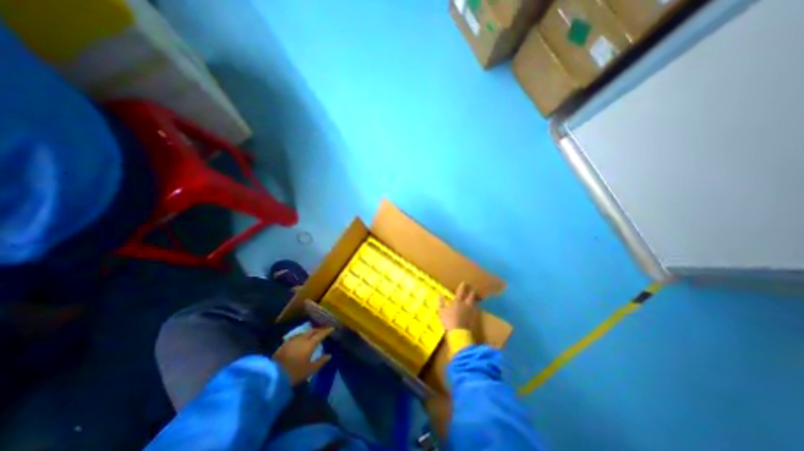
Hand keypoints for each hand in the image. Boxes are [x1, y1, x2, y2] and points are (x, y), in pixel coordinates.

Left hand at [270, 325, 333, 385]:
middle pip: (312, 331)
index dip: (327, 331)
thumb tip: (329, 355)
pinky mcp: (284, 344)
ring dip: (310, 333)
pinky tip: (301, 340)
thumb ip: (320, 362)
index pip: (320, 334)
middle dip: (318, 330)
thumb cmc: (294, 373)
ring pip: (304, 333)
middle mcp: (302, 339)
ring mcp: (292, 340)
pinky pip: (296, 336)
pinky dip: (302, 336)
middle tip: (323, 331)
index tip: (332, 328)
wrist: (273, 376)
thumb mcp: (310, 370)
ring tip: (312, 335)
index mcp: (310, 344)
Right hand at [437, 282, 478, 330]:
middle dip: (472, 291)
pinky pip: (476, 310)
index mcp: (457, 301)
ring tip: (475, 298)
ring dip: (475, 299)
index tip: (464, 283)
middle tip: (472, 289)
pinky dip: (476, 307)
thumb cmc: (448, 320)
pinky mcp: (474, 317)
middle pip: (471, 295)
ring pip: (475, 302)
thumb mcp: (442, 311)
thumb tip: (440, 294)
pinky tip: (475, 308)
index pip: (461, 291)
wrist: (458, 333)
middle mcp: (466, 304)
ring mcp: (471, 311)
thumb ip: (441, 302)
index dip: (463, 286)